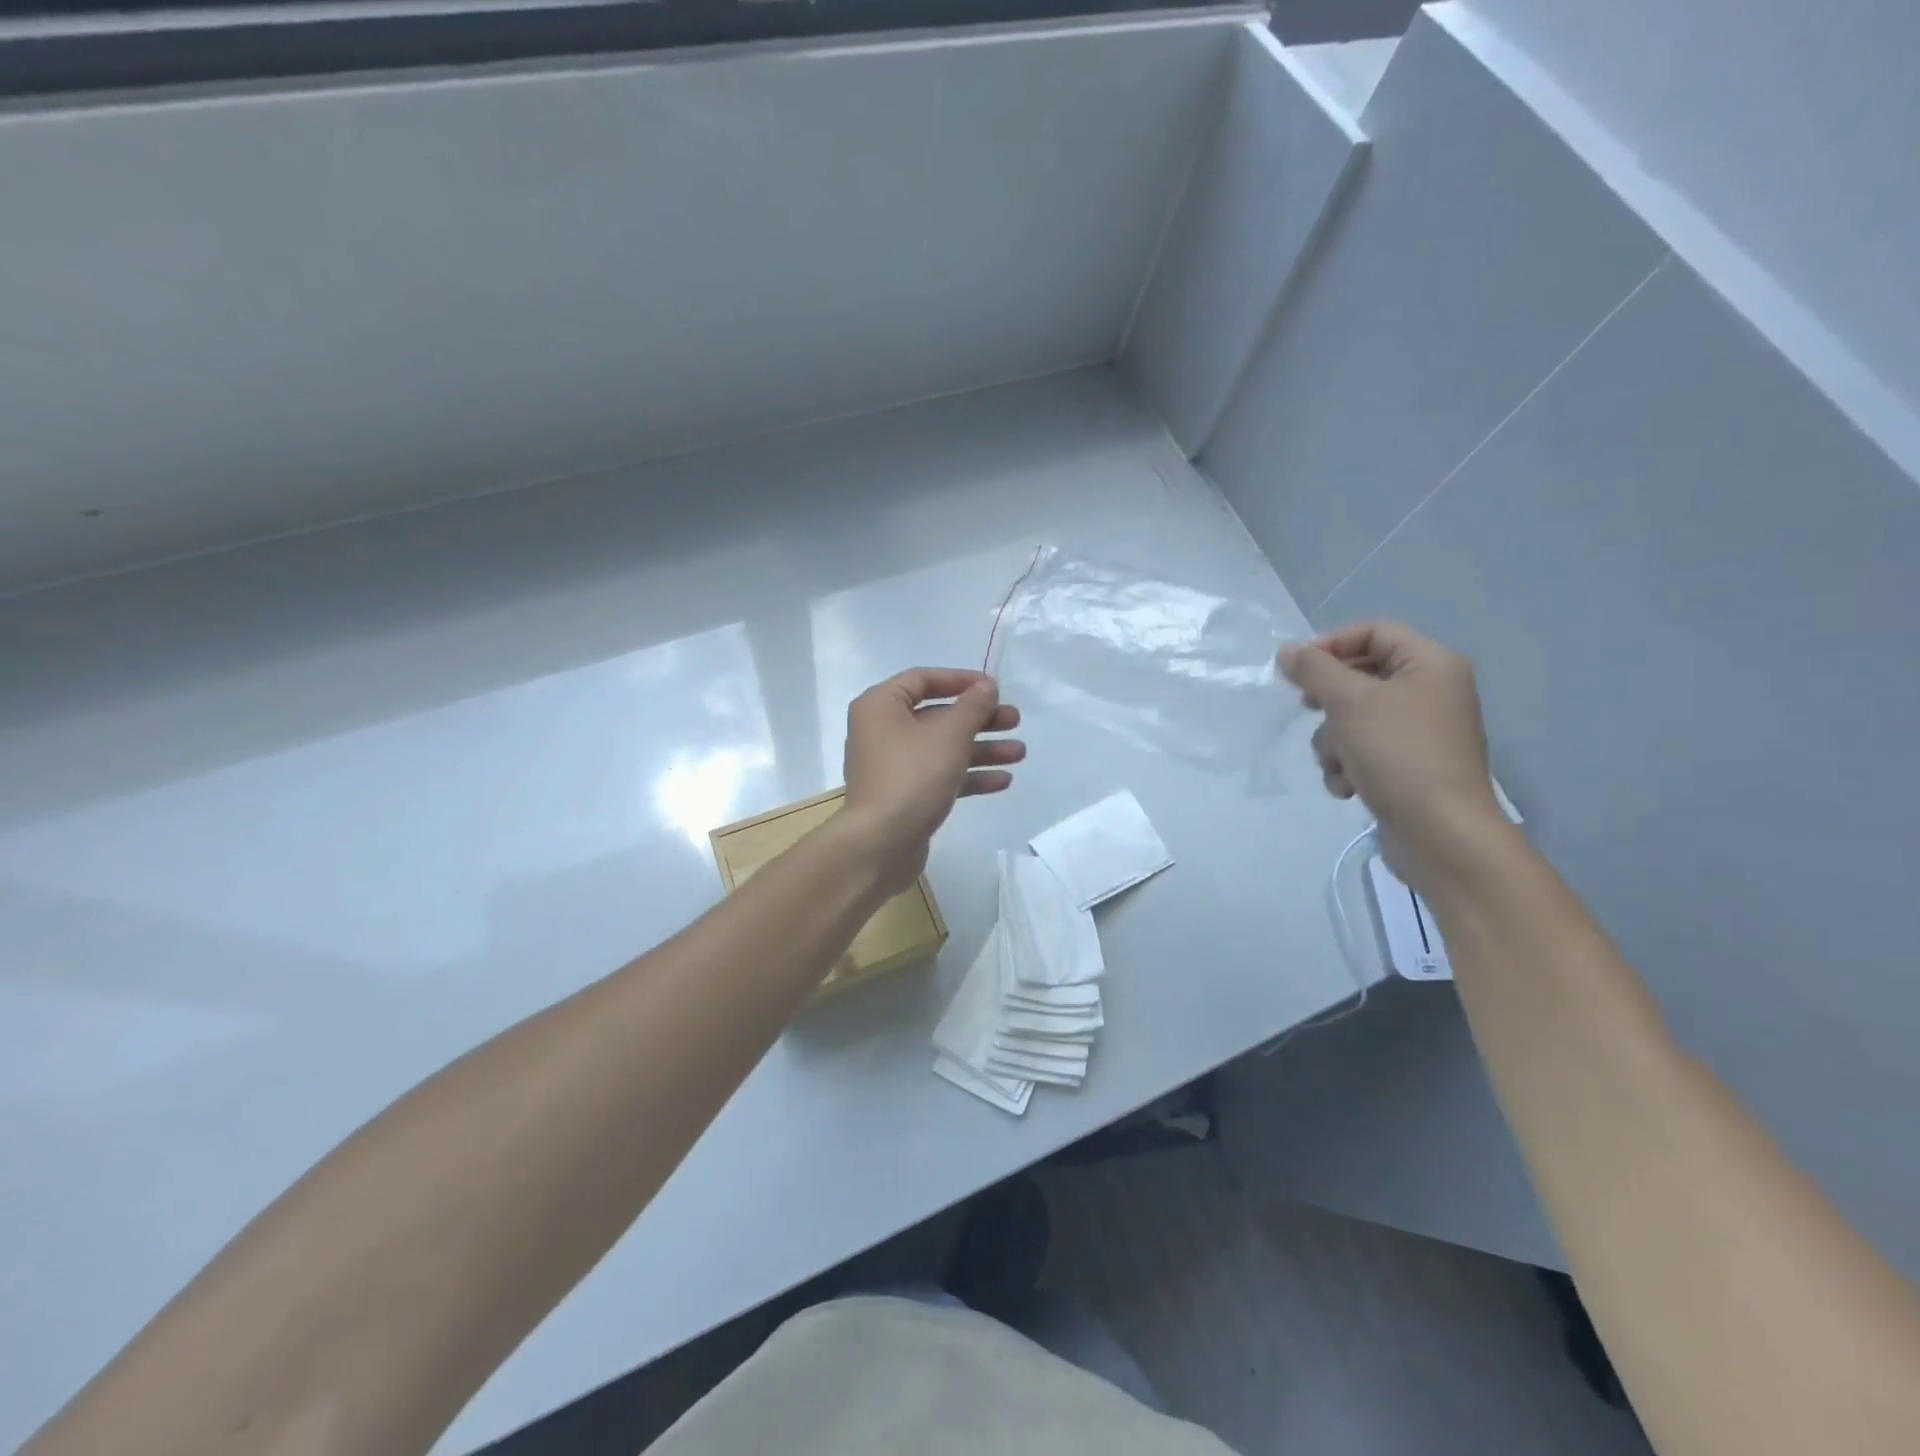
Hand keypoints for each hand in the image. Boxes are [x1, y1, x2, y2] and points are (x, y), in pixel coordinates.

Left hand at [841, 668, 1024, 892]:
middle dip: (979, 719)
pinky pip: (940, 775)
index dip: (960, 680)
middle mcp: (882, 731)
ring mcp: (893, 765)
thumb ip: (972, 706)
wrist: (881, 844)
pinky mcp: (904, 795)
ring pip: (943, 748)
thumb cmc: (912, 776)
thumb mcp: (950, 735)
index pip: (923, 679)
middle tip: (1014, 721)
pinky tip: (1003, 781)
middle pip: (937, 715)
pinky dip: (968, 775)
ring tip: (1019, 753)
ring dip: (981, 749)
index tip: (993, 687)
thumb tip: (987, 685)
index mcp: (881, 706)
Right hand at [1280, 621, 1506, 890]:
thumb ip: (1315, 671)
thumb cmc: (1399, 755)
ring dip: (1334, 741)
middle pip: (1361, 676)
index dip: (1331, 644)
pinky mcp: (1409, 765)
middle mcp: (1431, 691)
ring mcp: (1421, 731)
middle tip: (1308, 710)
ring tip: (1338, 764)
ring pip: (1355, 717)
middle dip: (1329, 701)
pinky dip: (1349, 765)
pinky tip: (1349, 786)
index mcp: (1430, 664)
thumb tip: (1288, 651)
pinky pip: (1365, 750)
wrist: (1440, 832)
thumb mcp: (1349, 703)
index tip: (1297, 668)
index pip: (1373, 632)